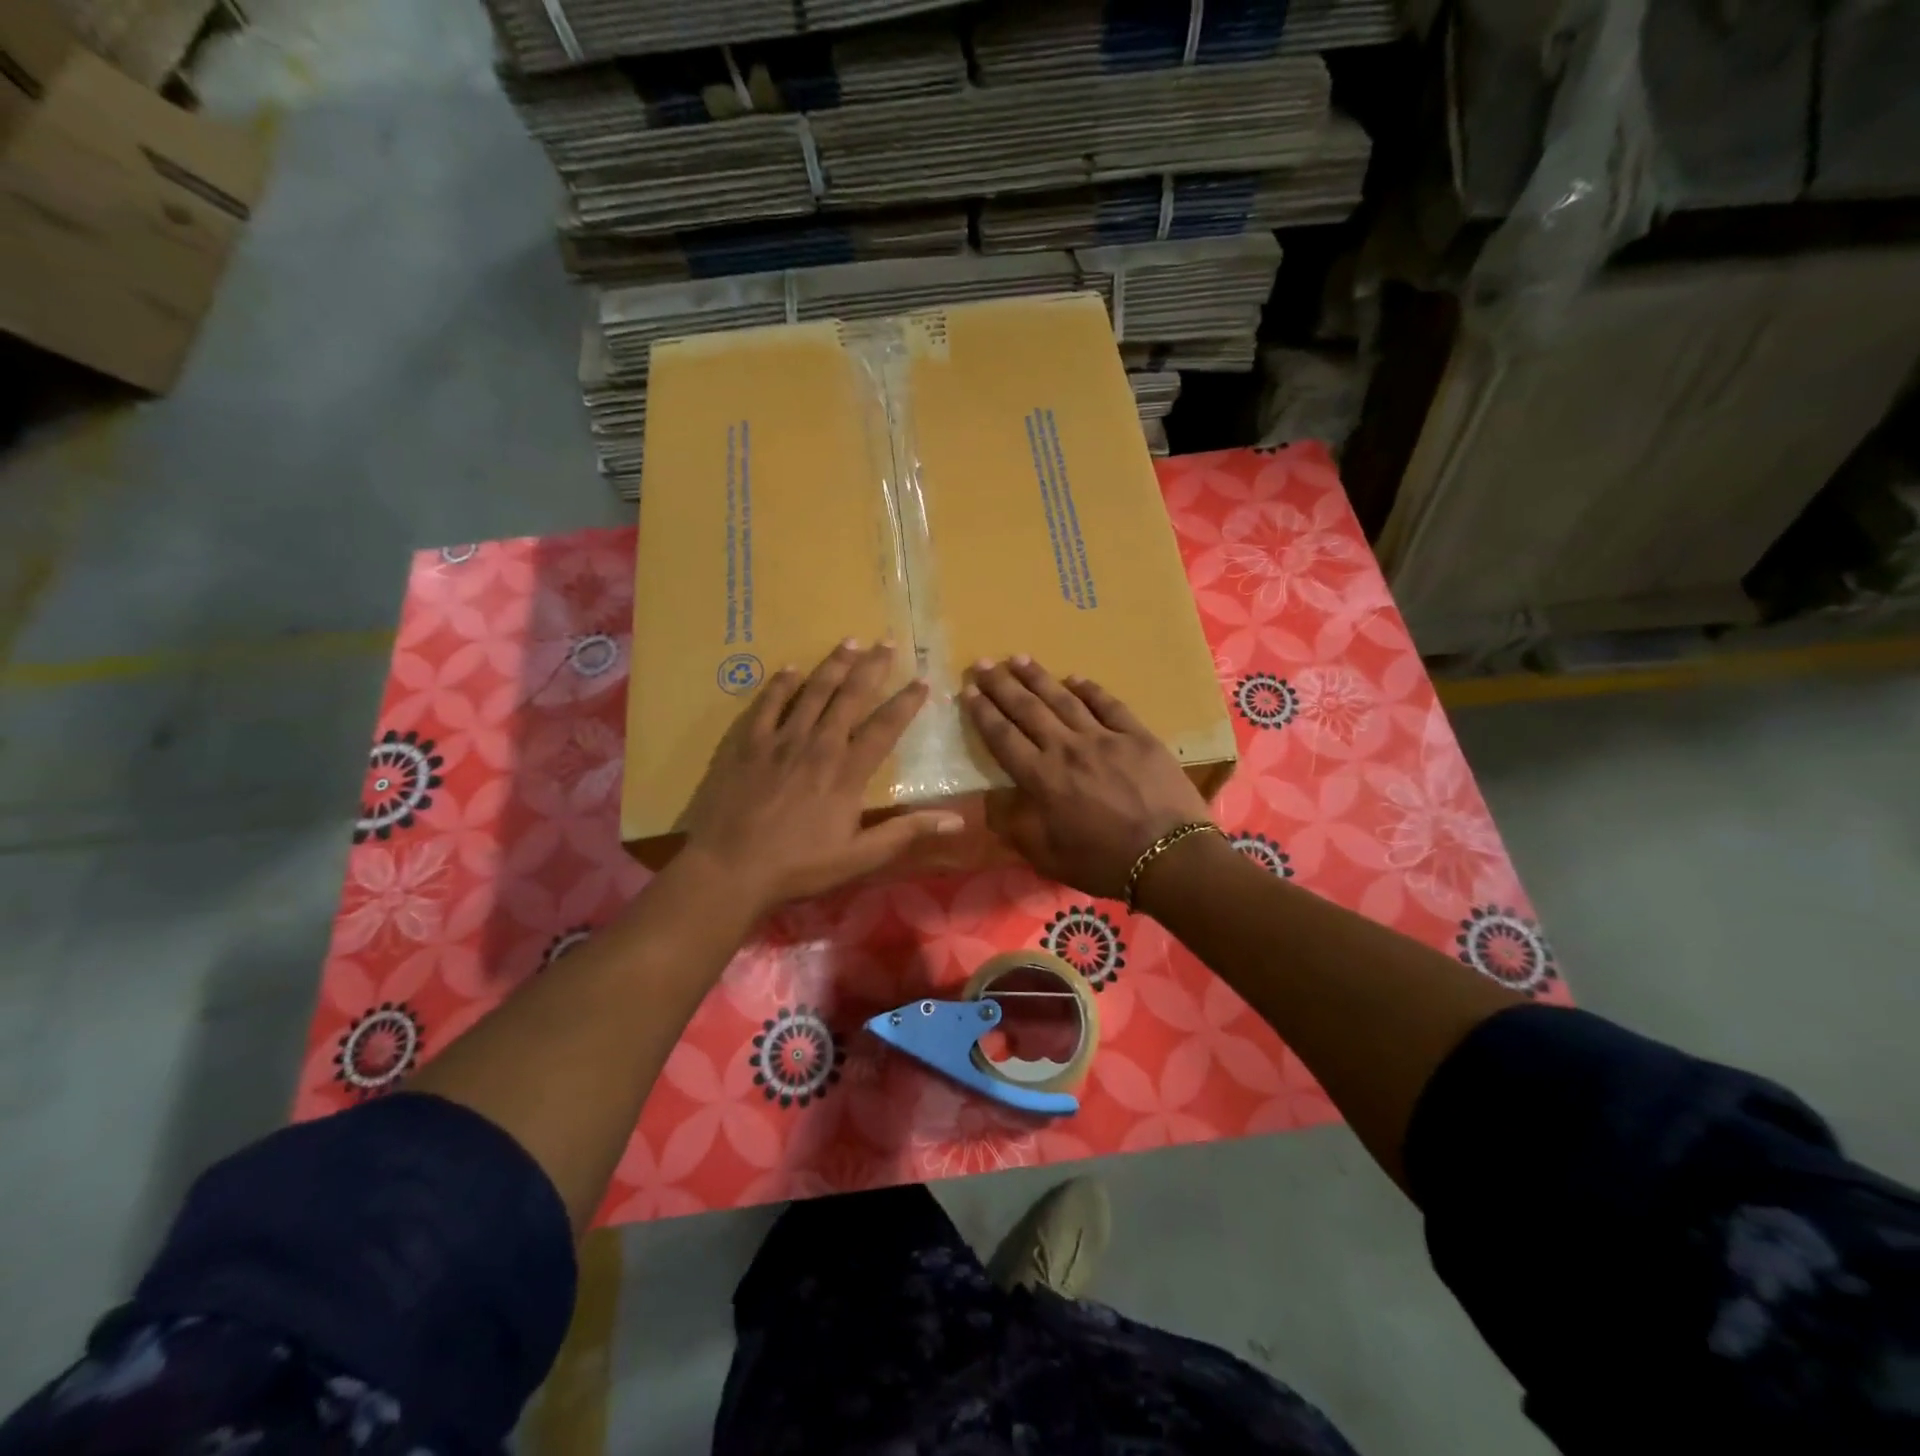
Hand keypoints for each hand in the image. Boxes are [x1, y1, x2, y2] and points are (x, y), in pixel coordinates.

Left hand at [680, 640, 962, 914]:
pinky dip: (781, 684)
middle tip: (887, 642)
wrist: (729, 868)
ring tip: (849, 641)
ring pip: (812, 692)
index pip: (884, 728)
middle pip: (849, 698)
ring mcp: (779, 740)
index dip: (905, 703)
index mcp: (847, 773)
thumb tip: (957, 820)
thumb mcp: (860, 857)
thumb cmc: (798, 866)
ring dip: (833, 665)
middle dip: (871, 667)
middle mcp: (818, 746)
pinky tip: (790, 669)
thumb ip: (906, 832)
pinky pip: (767, 704)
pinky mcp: (746, 743)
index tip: (922, 680)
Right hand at [961, 656, 1211, 898]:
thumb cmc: (1103, 863)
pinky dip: (1089, 689)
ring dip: (1038, 678)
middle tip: (983, 663)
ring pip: (1064, 699)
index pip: (1003, 737)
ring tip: (1019, 658)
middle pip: (1027, 709)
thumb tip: (991, 805)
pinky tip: (1075, 678)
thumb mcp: (1047, 857)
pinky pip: (1108, 705)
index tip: (968, 691)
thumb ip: (1016, 828)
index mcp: (1042, 779)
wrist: (1169, 858)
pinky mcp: (1137, 736)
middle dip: (1001, 685)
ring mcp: (1104, 738)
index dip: (983, 713)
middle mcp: (1067, 749)